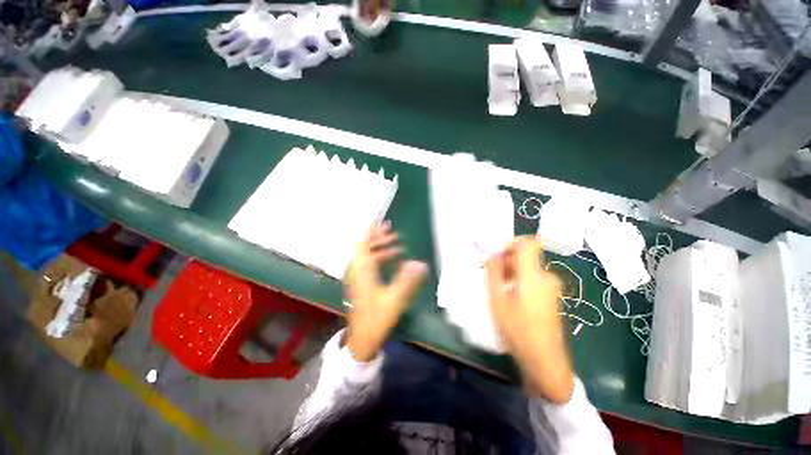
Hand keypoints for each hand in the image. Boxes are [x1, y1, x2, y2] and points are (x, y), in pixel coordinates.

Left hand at [343, 222, 427, 361]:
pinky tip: (391, 261)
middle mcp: (357, 270)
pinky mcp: (360, 283)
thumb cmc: (377, 319)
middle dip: (379, 238)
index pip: (363, 244)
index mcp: (362, 271)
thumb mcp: (394, 300)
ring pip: (366, 255)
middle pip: (364, 247)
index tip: (383, 223)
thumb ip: (407, 281)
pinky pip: (367, 263)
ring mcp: (356, 277)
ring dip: (380, 248)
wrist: (362, 339)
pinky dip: (378, 257)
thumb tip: (420, 264)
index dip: (371, 231)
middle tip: (395, 235)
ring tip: (397, 247)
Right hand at [486, 237, 573, 403]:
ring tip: (498, 289)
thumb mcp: (497, 300)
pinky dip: (520, 281)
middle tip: (491, 275)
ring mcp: (552, 287)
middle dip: (506, 261)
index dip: (511, 243)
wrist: (545, 360)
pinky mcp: (553, 296)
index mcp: (533, 276)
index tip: (496, 254)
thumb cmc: (518, 329)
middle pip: (526, 257)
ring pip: (528, 268)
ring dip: (512, 272)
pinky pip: (534, 279)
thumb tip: (491, 256)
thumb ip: (493, 274)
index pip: (528, 244)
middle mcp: (546, 277)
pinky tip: (511, 297)